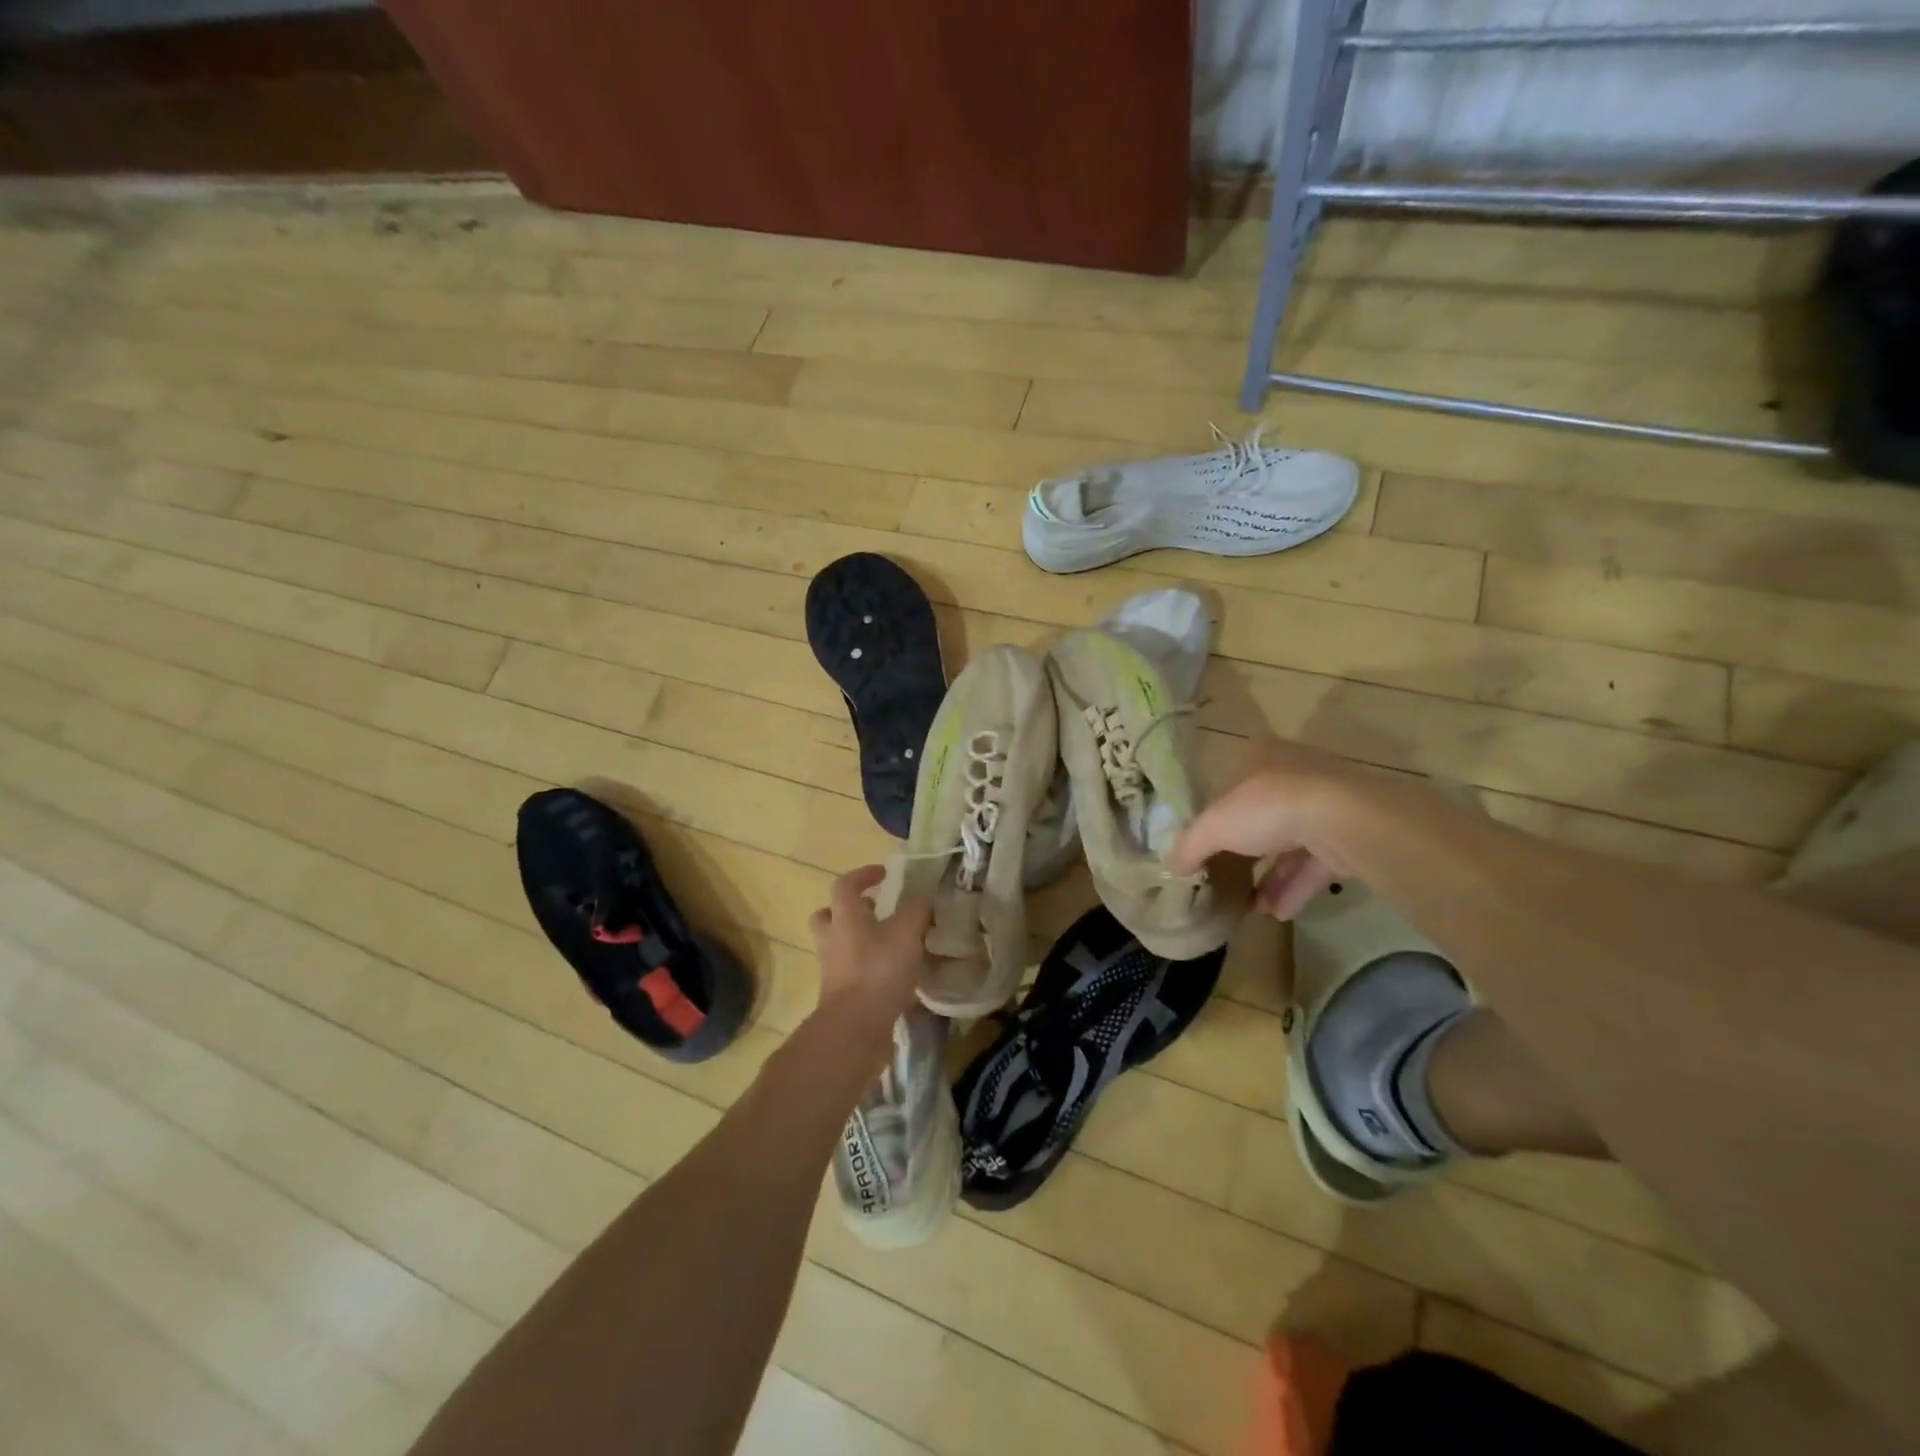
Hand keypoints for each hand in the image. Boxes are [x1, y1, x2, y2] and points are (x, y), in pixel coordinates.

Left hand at [808, 865, 932, 1041]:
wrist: (855, 1026)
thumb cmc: (879, 970)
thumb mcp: (907, 932)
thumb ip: (917, 911)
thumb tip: (924, 898)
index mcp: (845, 916)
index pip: (845, 885)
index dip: (863, 875)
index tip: (883, 874)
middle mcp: (832, 939)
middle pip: (828, 915)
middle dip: (849, 910)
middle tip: (873, 911)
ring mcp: (832, 968)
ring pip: (839, 945)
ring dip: (859, 940)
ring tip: (888, 944)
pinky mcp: (839, 995)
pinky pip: (849, 971)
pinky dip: (866, 968)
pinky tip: (891, 974)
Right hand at [1167, 738, 1363, 918]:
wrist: (1344, 821)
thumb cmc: (1269, 807)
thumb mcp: (1214, 825)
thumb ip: (1189, 845)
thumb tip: (1171, 866)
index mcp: (1260, 757)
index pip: (1232, 785)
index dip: (1217, 815)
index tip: (1206, 845)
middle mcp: (1294, 775)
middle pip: (1261, 816)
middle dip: (1246, 852)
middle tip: (1228, 878)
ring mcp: (1325, 805)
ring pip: (1290, 843)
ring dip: (1272, 877)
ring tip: (1252, 907)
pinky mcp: (1348, 835)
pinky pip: (1314, 864)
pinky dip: (1295, 887)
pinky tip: (1277, 913)